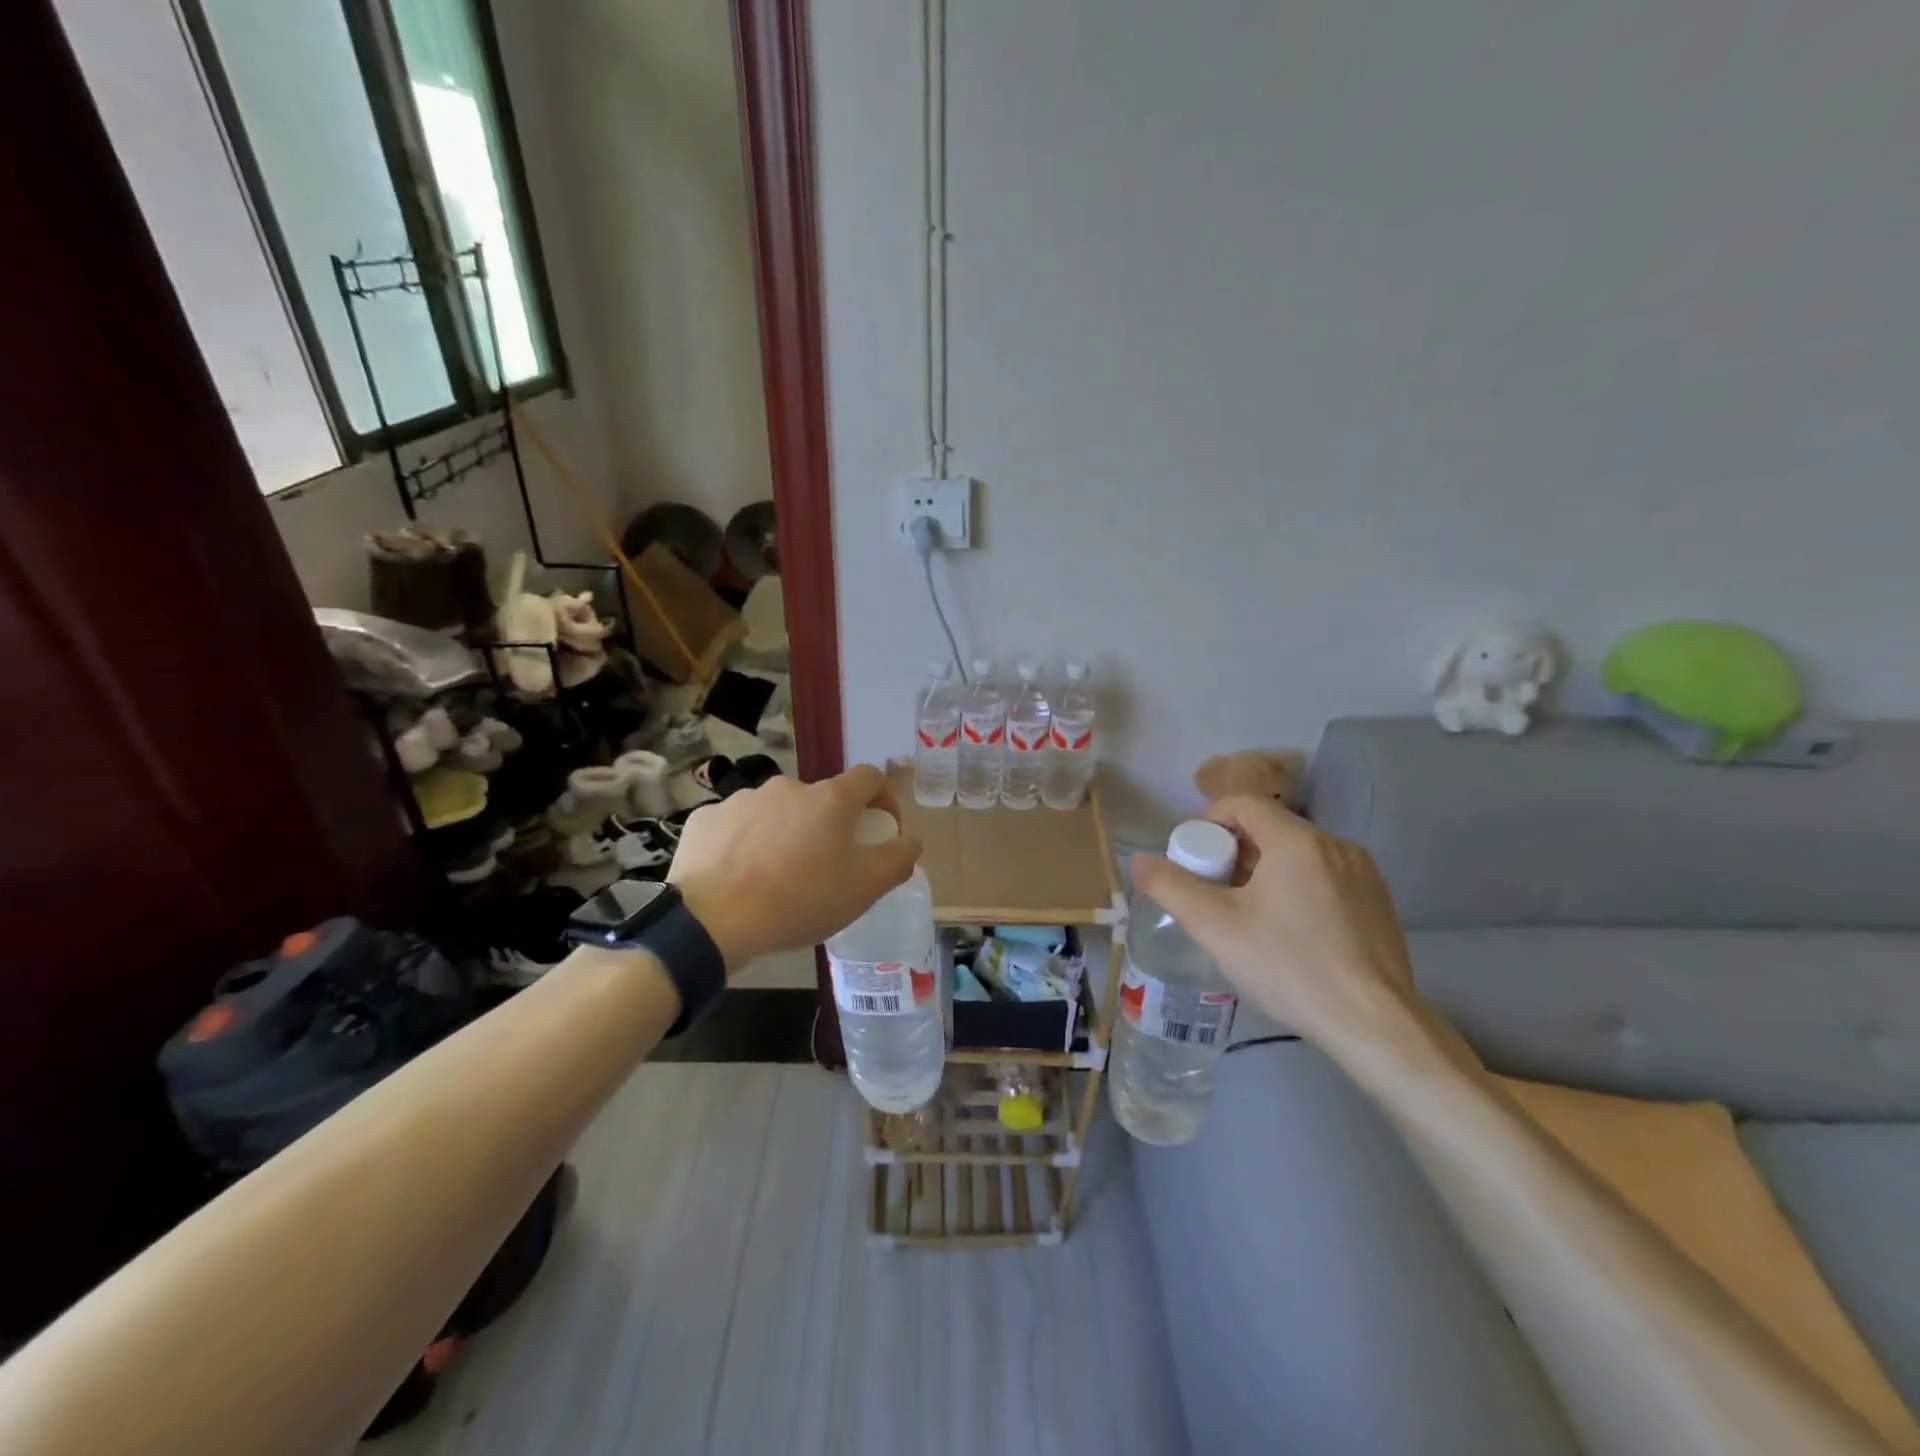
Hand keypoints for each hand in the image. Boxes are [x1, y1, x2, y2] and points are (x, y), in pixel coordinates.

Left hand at [668, 764, 922, 971]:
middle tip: (824, 868)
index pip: (869, 777)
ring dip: (785, 835)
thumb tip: (910, 841)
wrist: (711, 921)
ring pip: (777, 813)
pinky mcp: (706, 819)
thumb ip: (898, 859)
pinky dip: (745, 844)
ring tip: (777, 878)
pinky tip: (739, 877)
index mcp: (829, 799)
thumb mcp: (864, 888)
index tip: (881, 829)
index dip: (883, 798)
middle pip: (820, 800)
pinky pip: (737, 827)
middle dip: (828, 827)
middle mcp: (787, 787)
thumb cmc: (799, 900)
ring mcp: (742, 799)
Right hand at [1127, 797, 1420, 1050]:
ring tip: (1248, 915)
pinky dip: (1297, 886)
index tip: (1193, 861)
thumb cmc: (1289, 967)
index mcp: (1297, 840)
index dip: (1207, 824)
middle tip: (1213, 893)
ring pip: (1298, 853)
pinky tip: (1291, 932)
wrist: (1375, 1025)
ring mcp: (1363, 872)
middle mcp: (1335, 844)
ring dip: (1264, 870)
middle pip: (1269, 828)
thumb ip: (1171, 887)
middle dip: (1232, 852)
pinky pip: (1324, 875)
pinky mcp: (1378, 900)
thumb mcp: (1216, 927)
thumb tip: (1137, 860)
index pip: (1242, 804)